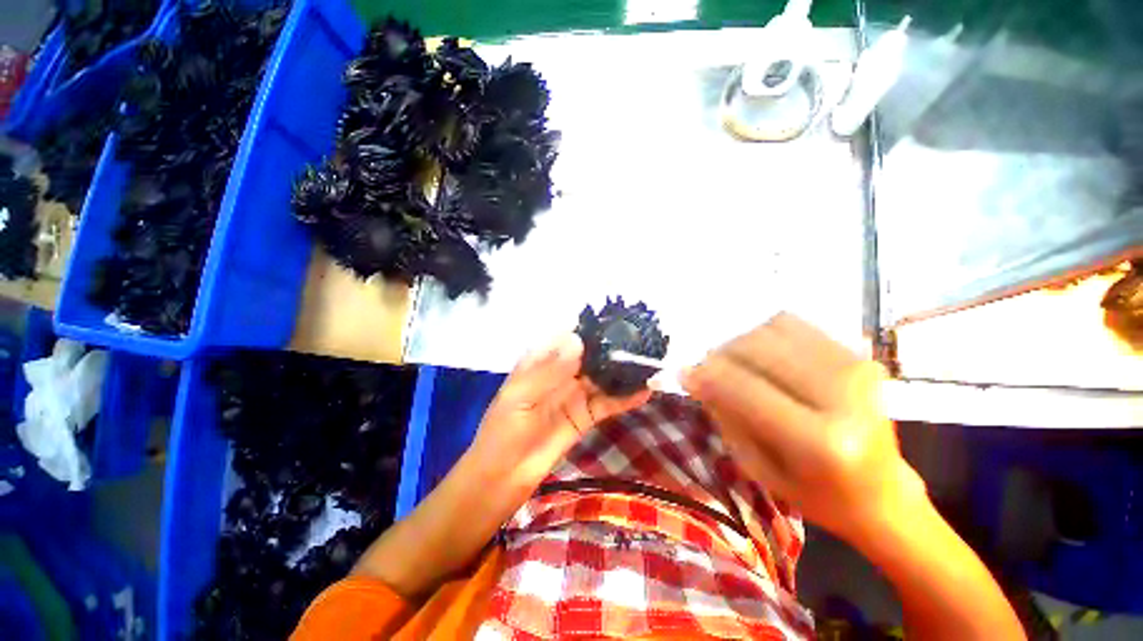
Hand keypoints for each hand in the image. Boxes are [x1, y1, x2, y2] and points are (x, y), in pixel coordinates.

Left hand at [469, 333, 651, 492]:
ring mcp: (575, 395)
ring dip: (622, 371)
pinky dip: (625, 398)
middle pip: (590, 356)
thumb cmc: (503, 431)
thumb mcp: (520, 397)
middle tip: (641, 340)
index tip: (615, 321)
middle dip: (612, 348)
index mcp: (541, 363)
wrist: (503, 477)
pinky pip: (607, 404)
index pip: (567, 339)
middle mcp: (561, 374)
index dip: (589, 329)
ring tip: (649, 361)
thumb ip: (549, 371)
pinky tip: (645, 390)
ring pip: (602, 378)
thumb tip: (578, 340)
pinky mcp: (585, 417)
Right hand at [681, 313, 924, 542]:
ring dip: (741, 344)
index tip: (684, 374)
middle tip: (709, 371)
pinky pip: (794, 325)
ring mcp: (856, 369)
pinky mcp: (860, 356)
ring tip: (738, 366)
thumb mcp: (758, 468)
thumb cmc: (816, 495)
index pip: (743, 387)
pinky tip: (764, 358)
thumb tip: (693, 374)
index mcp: (821, 442)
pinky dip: (766, 335)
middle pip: (757, 348)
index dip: (705, 375)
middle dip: (720, 355)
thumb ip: (724, 415)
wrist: (885, 495)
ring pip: (772, 330)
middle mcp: (844, 396)